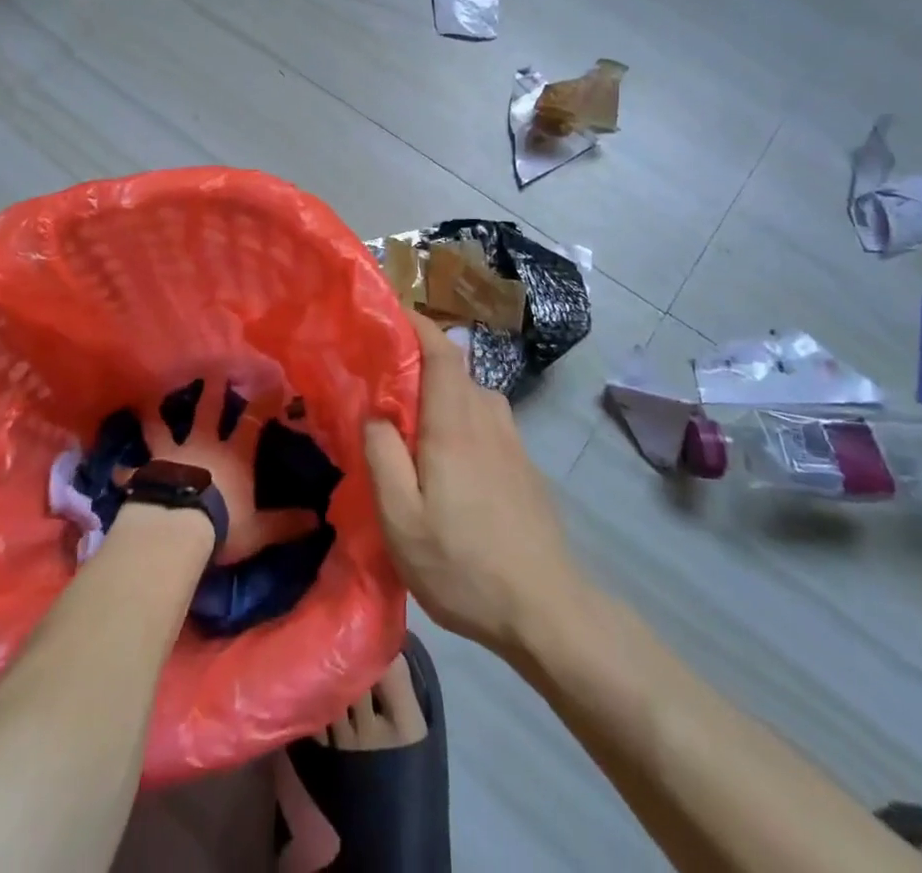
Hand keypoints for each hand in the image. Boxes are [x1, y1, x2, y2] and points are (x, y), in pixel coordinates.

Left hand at [126, 379, 317, 564]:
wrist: (174, 530)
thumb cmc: (222, 526)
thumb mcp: (259, 530)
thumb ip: (285, 523)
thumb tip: (318, 520)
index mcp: (233, 456)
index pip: (253, 422)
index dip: (263, 402)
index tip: (272, 382)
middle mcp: (203, 446)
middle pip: (208, 410)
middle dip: (212, 389)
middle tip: (212, 368)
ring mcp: (170, 456)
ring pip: (162, 427)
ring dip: (157, 413)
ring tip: (150, 398)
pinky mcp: (145, 473)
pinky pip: (132, 471)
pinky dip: (126, 471)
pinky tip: (117, 470)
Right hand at [364, 310, 584, 655]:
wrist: (547, 609)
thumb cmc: (464, 564)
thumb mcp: (402, 521)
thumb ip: (382, 457)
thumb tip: (374, 412)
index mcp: (456, 423)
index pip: (441, 350)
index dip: (417, 324)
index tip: (390, 313)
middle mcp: (488, 418)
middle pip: (453, 371)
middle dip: (417, 364)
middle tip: (379, 381)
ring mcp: (511, 441)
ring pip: (469, 398)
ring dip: (438, 396)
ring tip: (406, 422)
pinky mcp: (523, 465)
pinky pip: (483, 422)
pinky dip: (457, 418)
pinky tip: (444, 460)